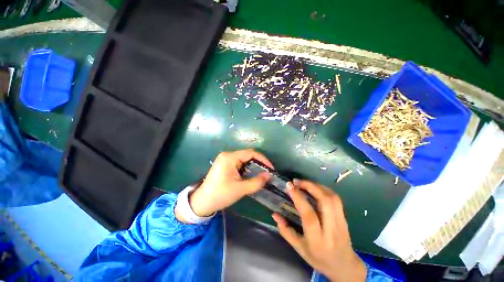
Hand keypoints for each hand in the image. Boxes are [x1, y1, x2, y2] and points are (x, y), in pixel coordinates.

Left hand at [188, 149, 272, 216]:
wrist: (202, 202)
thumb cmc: (221, 195)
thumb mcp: (241, 189)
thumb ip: (257, 182)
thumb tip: (269, 175)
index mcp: (230, 157)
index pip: (251, 153)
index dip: (263, 159)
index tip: (271, 168)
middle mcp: (227, 155)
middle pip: (247, 155)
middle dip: (258, 163)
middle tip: (267, 172)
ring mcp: (225, 159)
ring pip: (244, 159)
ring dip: (253, 166)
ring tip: (261, 174)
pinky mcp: (225, 164)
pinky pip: (239, 163)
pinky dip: (247, 168)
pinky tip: (251, 175)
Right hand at [272, 180, 366, 281]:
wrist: (344, 266)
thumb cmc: (318, 258)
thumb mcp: (299, 248)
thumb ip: (286, 231)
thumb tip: (275, 214)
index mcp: (317, 240)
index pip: (309, 215)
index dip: (298, 197)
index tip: (289, 186)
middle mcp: (331, 229)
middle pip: (325, 201)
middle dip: (310, 186)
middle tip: (297, 181)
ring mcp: (341, 222)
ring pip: (332, 198)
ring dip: (317, 186)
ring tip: (305, 183)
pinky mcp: (345, 217)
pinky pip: (336, 199)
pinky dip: (324, 189)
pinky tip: (315, 188)